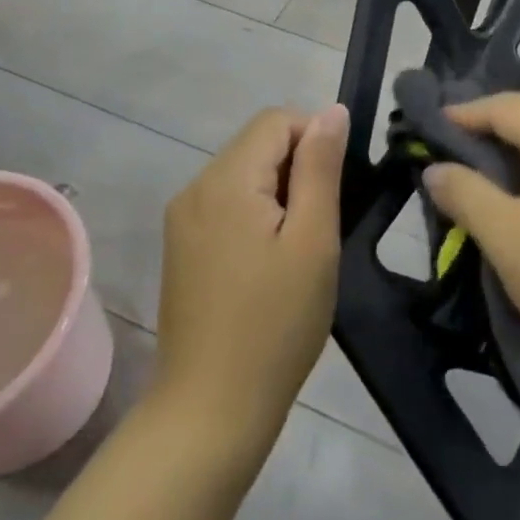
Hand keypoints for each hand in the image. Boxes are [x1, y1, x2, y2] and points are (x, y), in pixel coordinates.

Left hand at [155, 104, 348, 465]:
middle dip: (298, 167)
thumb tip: (332, 111)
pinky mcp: (181, 246)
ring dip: (280, 192)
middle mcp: (194, 188)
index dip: (316, 138)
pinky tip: (271, 260)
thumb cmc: (276, 323)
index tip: (338, 188)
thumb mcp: (313, 241)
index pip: (276, 120)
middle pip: (257, 144)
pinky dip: (257, 213)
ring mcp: (182, 219)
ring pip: (243, 173)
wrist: (211, 408)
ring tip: (300, 246)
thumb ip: (321, 168)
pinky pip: (227, 203)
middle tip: (321, 225)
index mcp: (225, 181)